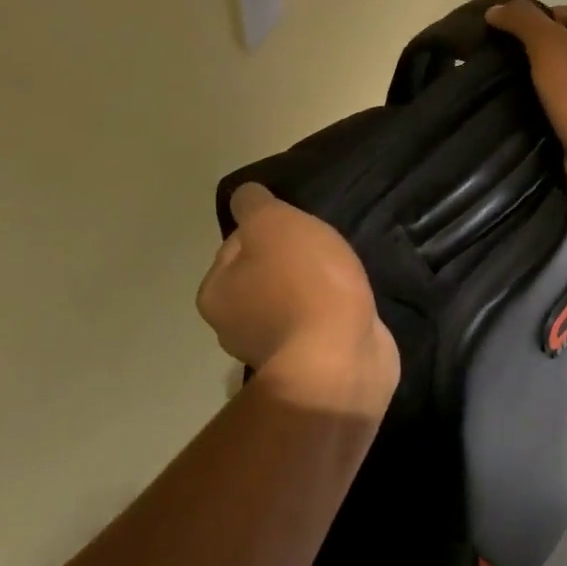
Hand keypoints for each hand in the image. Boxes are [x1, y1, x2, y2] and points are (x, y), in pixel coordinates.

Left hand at [197, 183, 398, 416]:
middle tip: (323, 250)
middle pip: (262, 275)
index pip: (235, 245)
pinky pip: (317, 326)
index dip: (267, 229)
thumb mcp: (272, 222)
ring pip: (290, 301)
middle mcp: (234, 326)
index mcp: (216, 293)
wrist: (341, 358)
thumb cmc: (302, 283)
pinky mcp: (309, 367)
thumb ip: (254, 204)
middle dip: (290, 262)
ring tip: (342, 276)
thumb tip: (246, 198)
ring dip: (312, 290)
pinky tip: (351, 305)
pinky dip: (330, 314)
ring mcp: (272, 351)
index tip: (297, 229)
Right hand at [487, 0, 566, 207]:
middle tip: (507, 55)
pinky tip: (528, 112)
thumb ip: (525, 24)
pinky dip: (552, 106)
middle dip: (544, 46)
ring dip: (547, 78)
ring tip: (512, 84)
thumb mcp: (551, 51)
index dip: (544, 14)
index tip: (512, 26)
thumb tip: (496, 10)